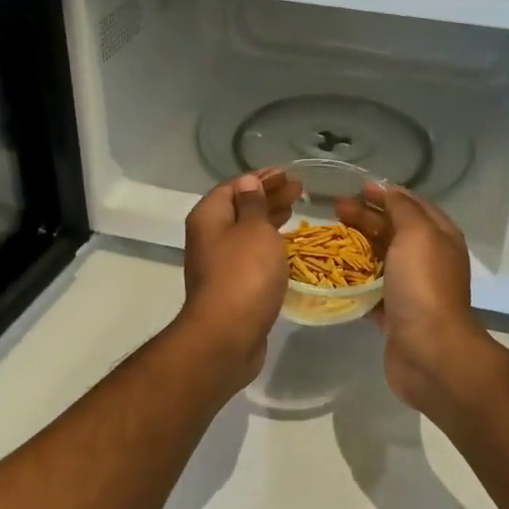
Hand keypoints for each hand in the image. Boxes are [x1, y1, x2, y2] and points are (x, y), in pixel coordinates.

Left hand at [177, 170, 300, 385]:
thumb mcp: (255, 230)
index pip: (234, 186)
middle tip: (299, 189)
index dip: (261, 178)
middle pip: (240, 208)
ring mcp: (219, 264)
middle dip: (269, 196)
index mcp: (209, 216)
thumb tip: (248, 183)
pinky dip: (269, 244)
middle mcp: (209, 237)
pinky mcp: (232, 286)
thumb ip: (254, 204)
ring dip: (270, 219)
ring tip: (296, 210)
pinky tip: (287, 245)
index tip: (287, 173)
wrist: (227, 335)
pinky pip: (251, 255)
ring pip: (247, 232)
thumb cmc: (244, 274)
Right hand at [338, 182, 494, 412]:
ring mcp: (411, 289)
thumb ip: (402, 208)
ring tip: (328, 239)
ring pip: (380, 259)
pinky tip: (330, 274)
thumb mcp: (417, 233)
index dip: (386, 194)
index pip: (412, 205)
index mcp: (439, 237)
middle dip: (365, 218)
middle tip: (335, 210)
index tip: (357, 188)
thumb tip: (387, 189)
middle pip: (393, 230)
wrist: (430, 352)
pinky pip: (370, 291)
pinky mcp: (394, 315)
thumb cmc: (423, 284)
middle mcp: (428, 259)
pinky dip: (353, 281)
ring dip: (356, 247)